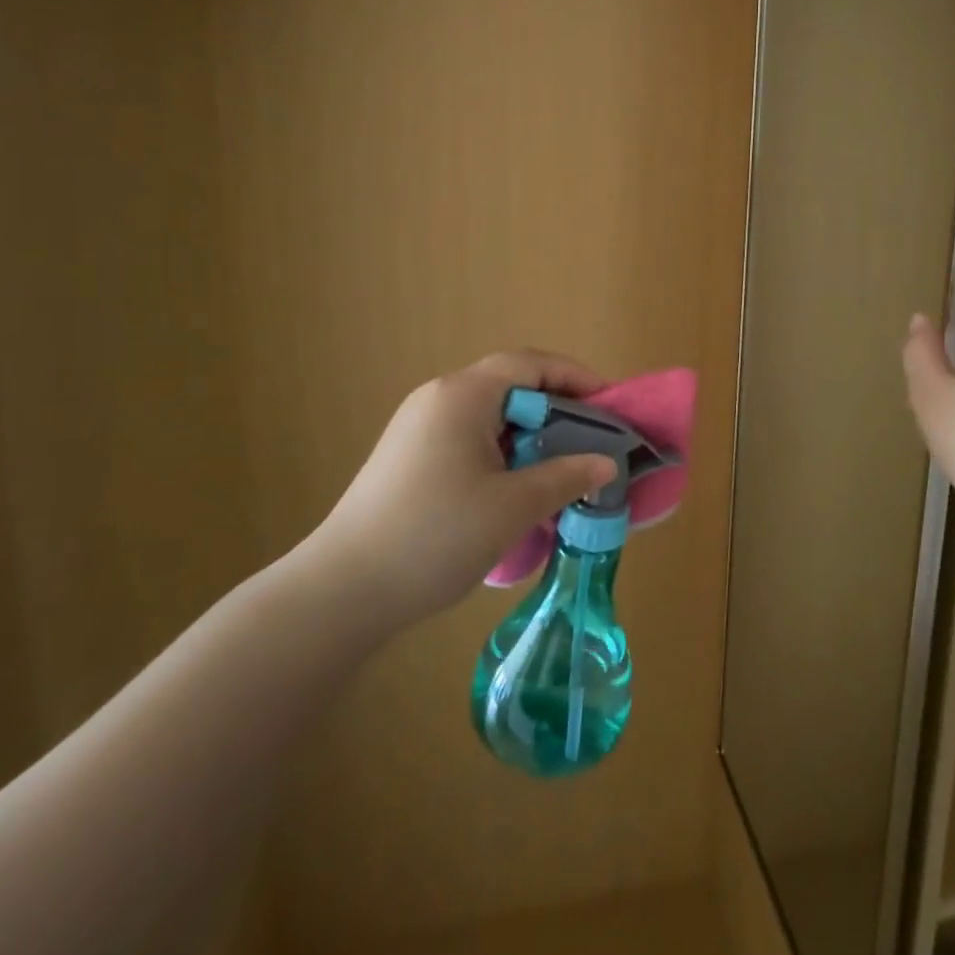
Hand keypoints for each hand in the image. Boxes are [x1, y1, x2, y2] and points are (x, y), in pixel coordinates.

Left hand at [294, 351, 618, 632]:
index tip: (611, 405)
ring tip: (563, 472)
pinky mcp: (410, 459)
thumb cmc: (435, 535)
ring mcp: (420, 429)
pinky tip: (520, 493)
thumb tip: (606, 464)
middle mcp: (439, 399)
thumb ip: (566, 477)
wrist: (344, 591)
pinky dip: (505, 457)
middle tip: (593, 443)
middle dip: (557, 412)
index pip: (529, 364)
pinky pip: (471, 442)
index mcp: (463, 395)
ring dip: (532, 439)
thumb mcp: (512, 506)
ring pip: (492, 419)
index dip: (576, 377)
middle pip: (511, 387)